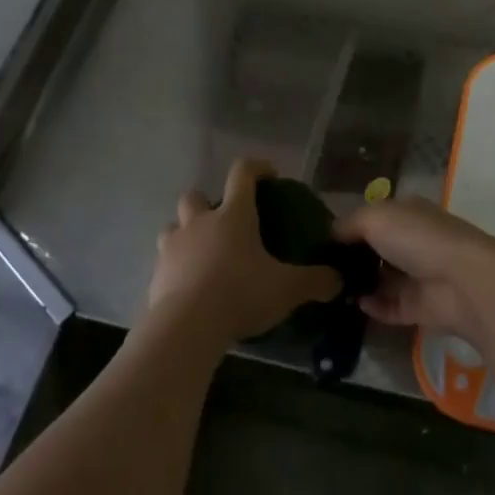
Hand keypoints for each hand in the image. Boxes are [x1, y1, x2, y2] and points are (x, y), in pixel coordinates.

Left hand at [147, 158, 339, 350]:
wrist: (187, 327)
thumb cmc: (241, 293)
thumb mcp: (287, 289)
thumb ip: (315, 281)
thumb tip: (338, 280)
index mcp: (233, 215)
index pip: (243, 173)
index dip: (257, 167)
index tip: (269, 175)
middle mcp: (200, 222)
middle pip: (195, 195)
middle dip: (207, 203)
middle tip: (225, 223)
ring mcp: (173, 247)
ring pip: (173, 226)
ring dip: (186, 234)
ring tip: (203, 254)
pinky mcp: (156, 274)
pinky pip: (165, 261)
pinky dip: (177, 268)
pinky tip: (192, 287)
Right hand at [333, 197, 494, 342]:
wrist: (462, 282)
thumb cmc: (418, 238)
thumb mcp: (375, 218)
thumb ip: (349, 224)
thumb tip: (331, 233)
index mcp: (407, 213)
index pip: (375, 217)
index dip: (350, 227)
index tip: (321, 241)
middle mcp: (414, 241)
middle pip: (378, 249)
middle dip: (352, 258)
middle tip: (319, 270)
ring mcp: (419, 275)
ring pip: (384, 280)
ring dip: (360, 284)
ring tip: (328, 290)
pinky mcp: (421, 307)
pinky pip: (391, 307)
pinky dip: (374, 307)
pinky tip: (354, 306)